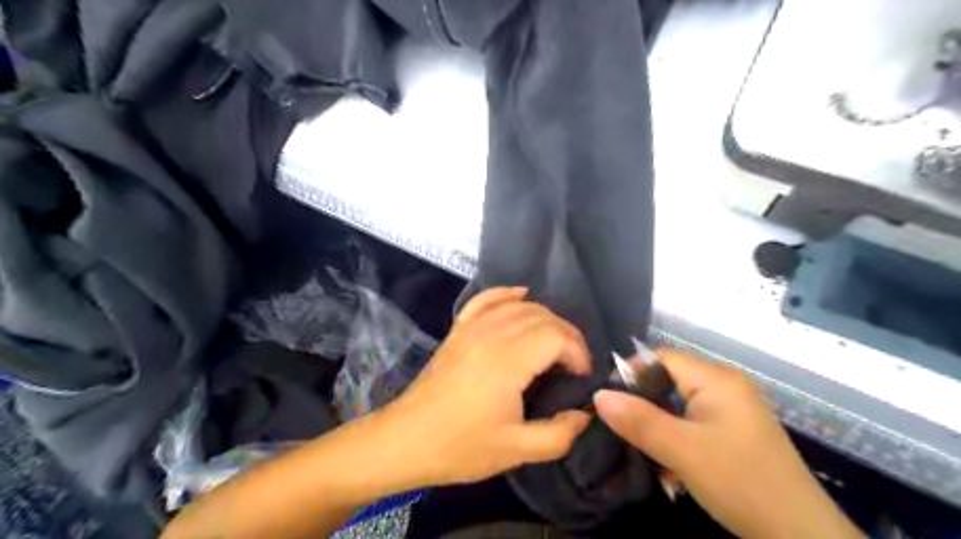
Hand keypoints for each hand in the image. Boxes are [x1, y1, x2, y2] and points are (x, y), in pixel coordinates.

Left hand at [377, 289, 594, 486]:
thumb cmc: (460, 446)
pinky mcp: (459, 330)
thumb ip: (559, 434)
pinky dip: (506, 294)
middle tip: (574, 363)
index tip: (581, 376)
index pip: (556, 336)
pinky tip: (522, 295)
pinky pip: (486, 299)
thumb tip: (584, 414)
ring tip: (556, 342)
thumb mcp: (516, 450)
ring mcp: (471, 328)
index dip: (577, 352)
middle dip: (567, 335)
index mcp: (507, 361)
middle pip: (542, 317)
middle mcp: (491, 334)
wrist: (406, 440)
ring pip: (519, 306)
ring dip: (545, 318)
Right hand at [594, 349, 864, 537]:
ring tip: (636, 444)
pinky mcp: (732, 433)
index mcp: (716, 379)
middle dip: (642, 402)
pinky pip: (691, 423)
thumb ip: (639, 420)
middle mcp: (724, 387)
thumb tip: (598, 396)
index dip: (632, 373)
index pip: (661, 358)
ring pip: (677, 405)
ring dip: (656, 423)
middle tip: (618, 426)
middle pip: (668, 380)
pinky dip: (673, 436)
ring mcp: (730, 411)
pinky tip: (664, 460)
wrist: (800, 536)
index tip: (608, 400)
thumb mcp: (682, 451)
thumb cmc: (740, 482)